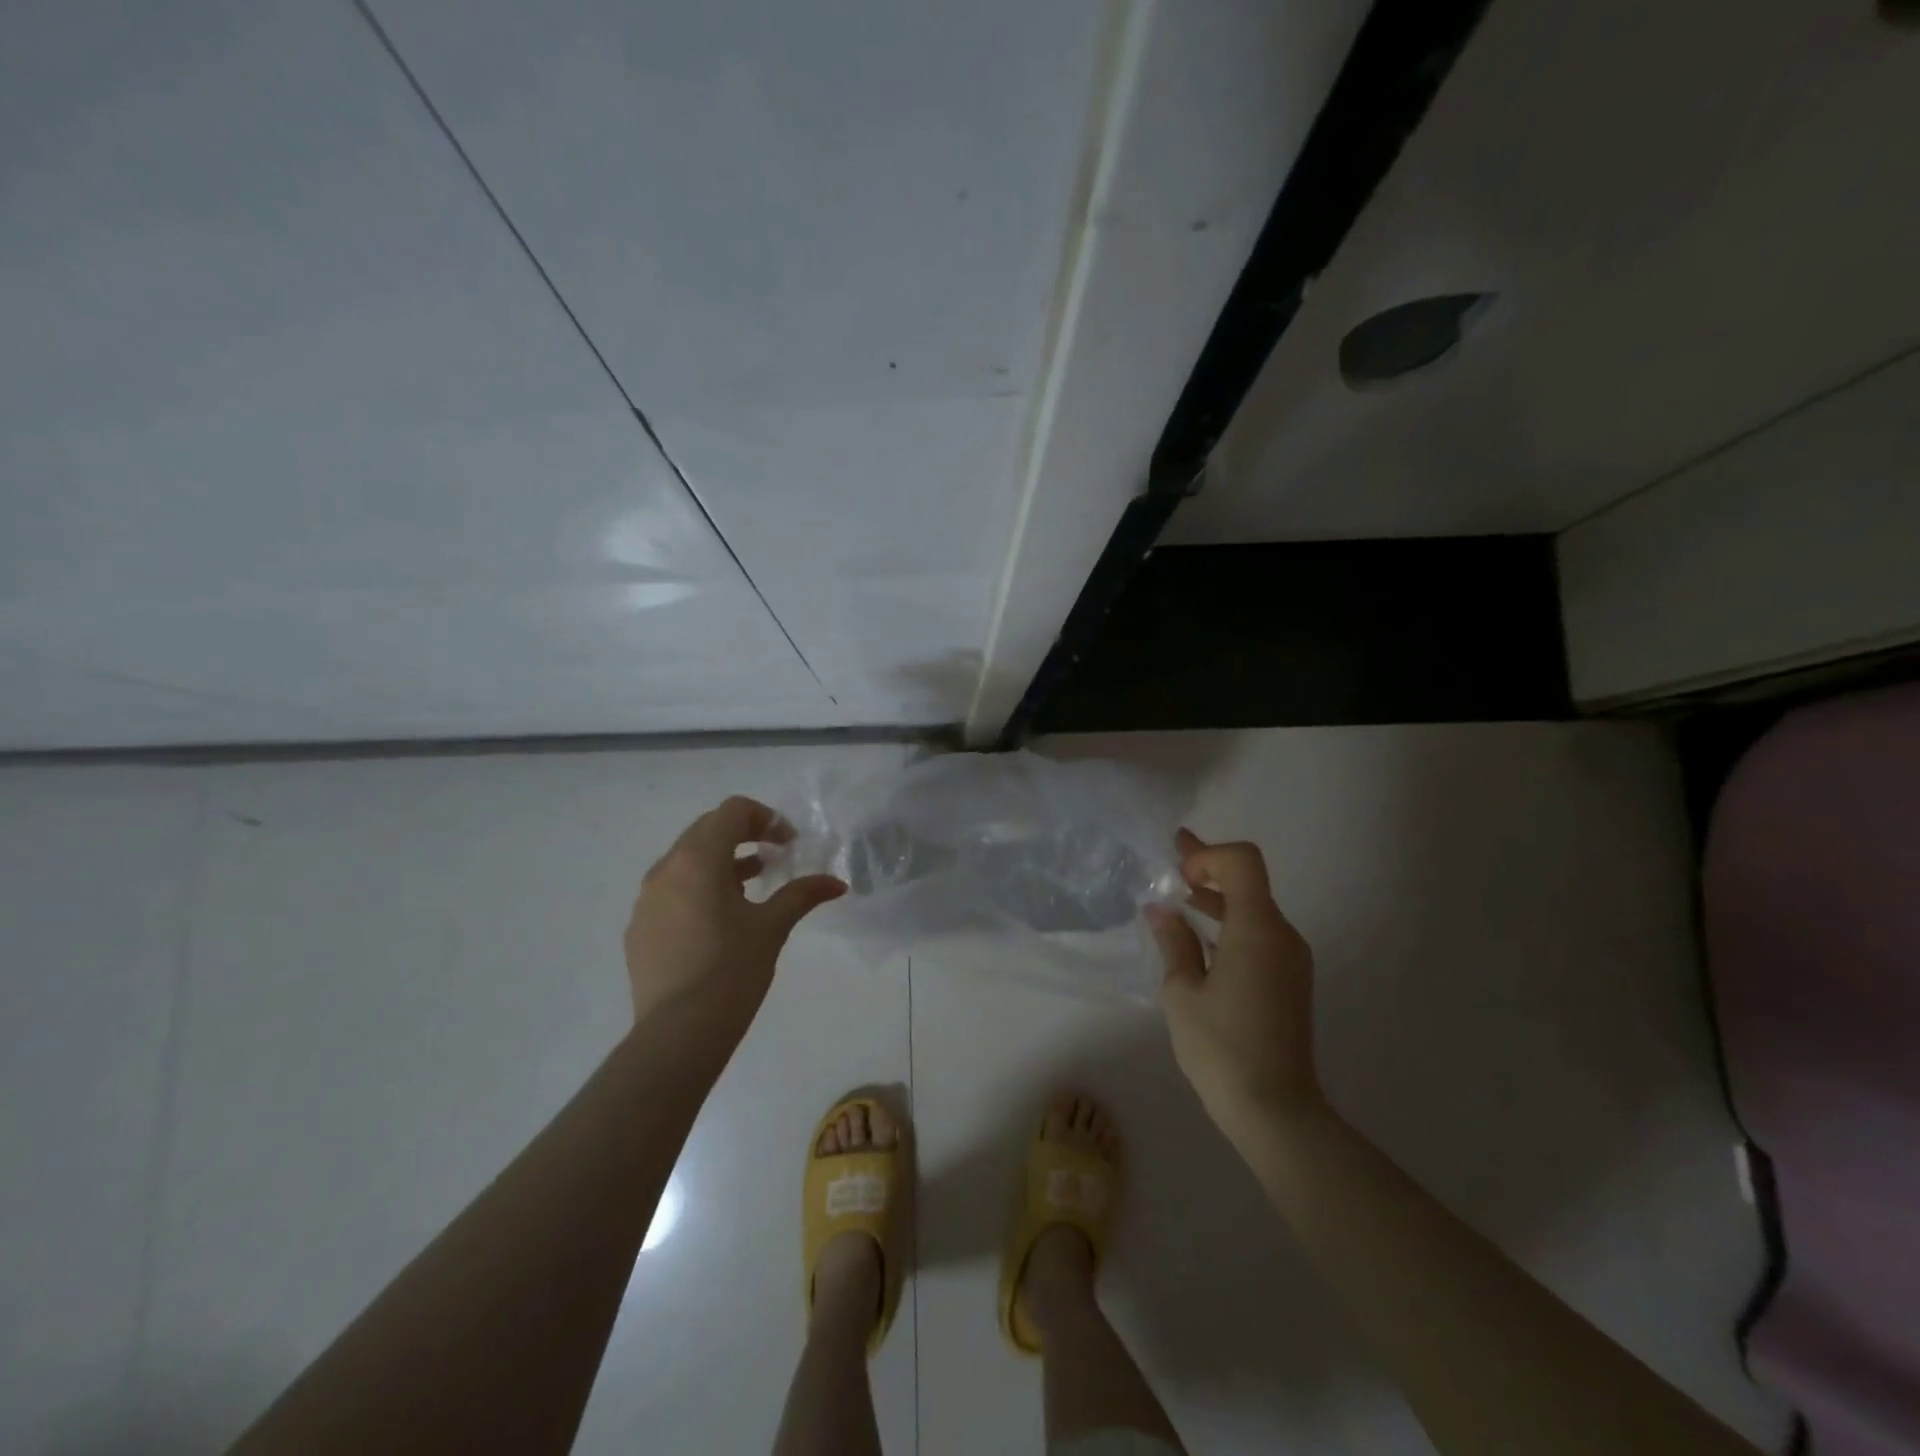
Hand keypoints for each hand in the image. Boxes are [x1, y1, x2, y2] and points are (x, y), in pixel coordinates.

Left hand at [623, 796, 845, 1032]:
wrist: (677, 1034)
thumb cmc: (731, 971)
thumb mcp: (772, 927)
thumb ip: (802, 895)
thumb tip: (837, 883)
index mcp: (698, 860)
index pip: (732, 811)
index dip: (766, 818)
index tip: (788, 844)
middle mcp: (665, 869)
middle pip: (707, 829)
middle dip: (744, 835)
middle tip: (775, 857)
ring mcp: (646, 899)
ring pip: (687, 860)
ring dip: (722, 861)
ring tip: (752, 885)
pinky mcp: (639, 927)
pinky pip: (671, 889)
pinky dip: (699, 887)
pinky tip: (720, 920)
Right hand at [1146, 829, 1322, 1133]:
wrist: (1276, 1112)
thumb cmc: (1221, 1048)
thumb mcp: (1182, 992)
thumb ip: (1174, 942)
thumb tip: (1162, 909)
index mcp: (1258, 929)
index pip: (1242, 862)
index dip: (1208, 854)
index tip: (1176, 874)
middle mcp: (1282, 935)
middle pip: (1249, 880)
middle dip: (1207, 868)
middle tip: (1170, 861)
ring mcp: (1291, 959)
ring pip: (1254, 908)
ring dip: (1217, 897)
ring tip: (1177, 896)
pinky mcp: (1289, 980)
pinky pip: (1259, 934)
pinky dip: (1230, 923)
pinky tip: (1200, 937)